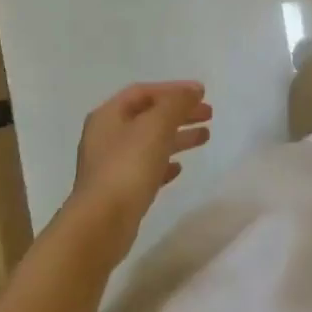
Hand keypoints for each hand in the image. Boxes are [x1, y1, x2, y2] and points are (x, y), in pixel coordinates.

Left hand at [66, 81, 211, 258]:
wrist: (102, 222)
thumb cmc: (128, 167)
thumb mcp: (156, 126)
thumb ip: (176, 103)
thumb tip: (194, 90)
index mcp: (109, 116)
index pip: (143, 92)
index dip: (173, 89)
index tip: (202, 94)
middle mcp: (106, 136)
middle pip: (148, 116)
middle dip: (178, 113)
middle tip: (208, 115)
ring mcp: (111, 164)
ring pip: (149, 142)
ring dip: (177, 137)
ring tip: (205, 138)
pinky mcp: (119, 190)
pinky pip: (146, 168)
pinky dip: (165, 163)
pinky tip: (179, 168)